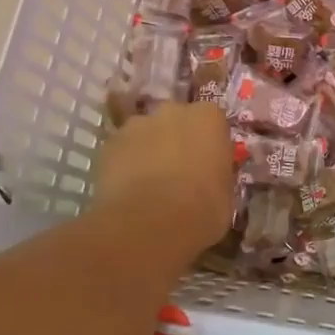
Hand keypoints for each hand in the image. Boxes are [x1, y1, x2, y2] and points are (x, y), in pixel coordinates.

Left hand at [93, 101, 233, 256]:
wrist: (148, 224)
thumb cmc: (201, 209)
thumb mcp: (226, 195)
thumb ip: (217, 175)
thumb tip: (209, 180)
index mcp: (209, 118)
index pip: (212, 121)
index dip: (208, 143)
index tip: (208, 164)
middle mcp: (173, 111)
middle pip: (176, 120)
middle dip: (176, 140)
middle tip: (178, 172)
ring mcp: (137, 124)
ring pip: (145, 133)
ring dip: (148, 151)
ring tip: (148, 185)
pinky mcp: (108, 144)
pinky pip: (121, 151)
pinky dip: (124, 165)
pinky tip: (127, 191)